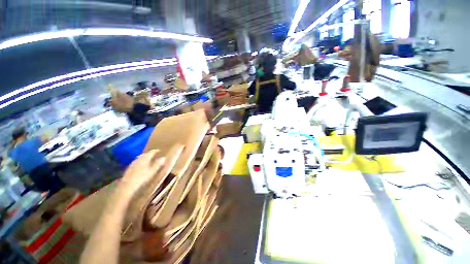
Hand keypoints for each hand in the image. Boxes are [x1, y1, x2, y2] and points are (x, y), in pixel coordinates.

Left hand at [118, 150, 164, 195]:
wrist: (127, 186)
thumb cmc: (142, 178)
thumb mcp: (152, 171)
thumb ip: (158, 164)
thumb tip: (163, 157)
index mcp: (145, 158)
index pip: (151, 152)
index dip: (156, 151)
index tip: (159, 151)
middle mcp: (138, 159)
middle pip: (145, 154)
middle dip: (149, 154)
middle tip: (154, 155)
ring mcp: (133, 163)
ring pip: (140, 158)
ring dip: (144, 158)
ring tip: (148, 160)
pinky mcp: (129, 168)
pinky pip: (136, 162)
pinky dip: (140, 162)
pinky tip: (141, 166)